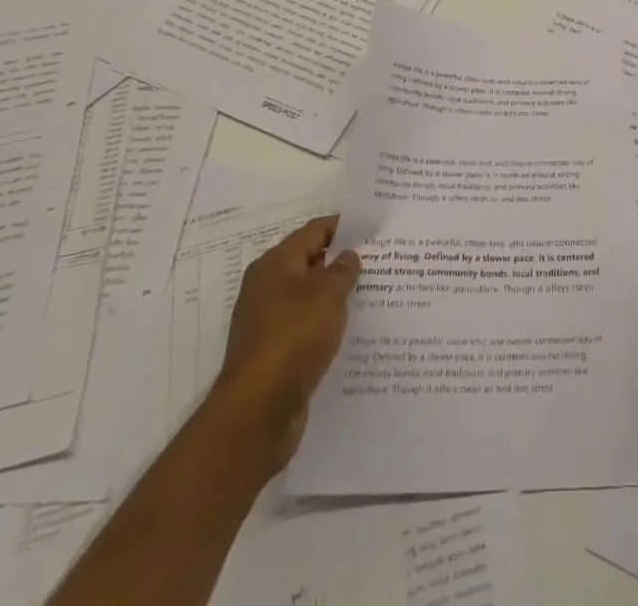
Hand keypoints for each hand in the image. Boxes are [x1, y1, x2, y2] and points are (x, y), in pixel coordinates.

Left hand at [211, 215, 359, 469]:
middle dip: (341, 261)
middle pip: (309, 263)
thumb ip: (343, 269)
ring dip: (335, 295)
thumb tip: (348, 256)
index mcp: (274, 264)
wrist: (258, 411)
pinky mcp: (274, 354)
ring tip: (371, 293)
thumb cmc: (294, 337)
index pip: (314, 231)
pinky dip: (326, 324)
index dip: (343, 226)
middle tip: (379, 259)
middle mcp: (266, 288)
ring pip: (309, 298)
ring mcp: (267, 323)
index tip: (372, 227)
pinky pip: (305, 327)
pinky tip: (350, 331)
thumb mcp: (328, 294)